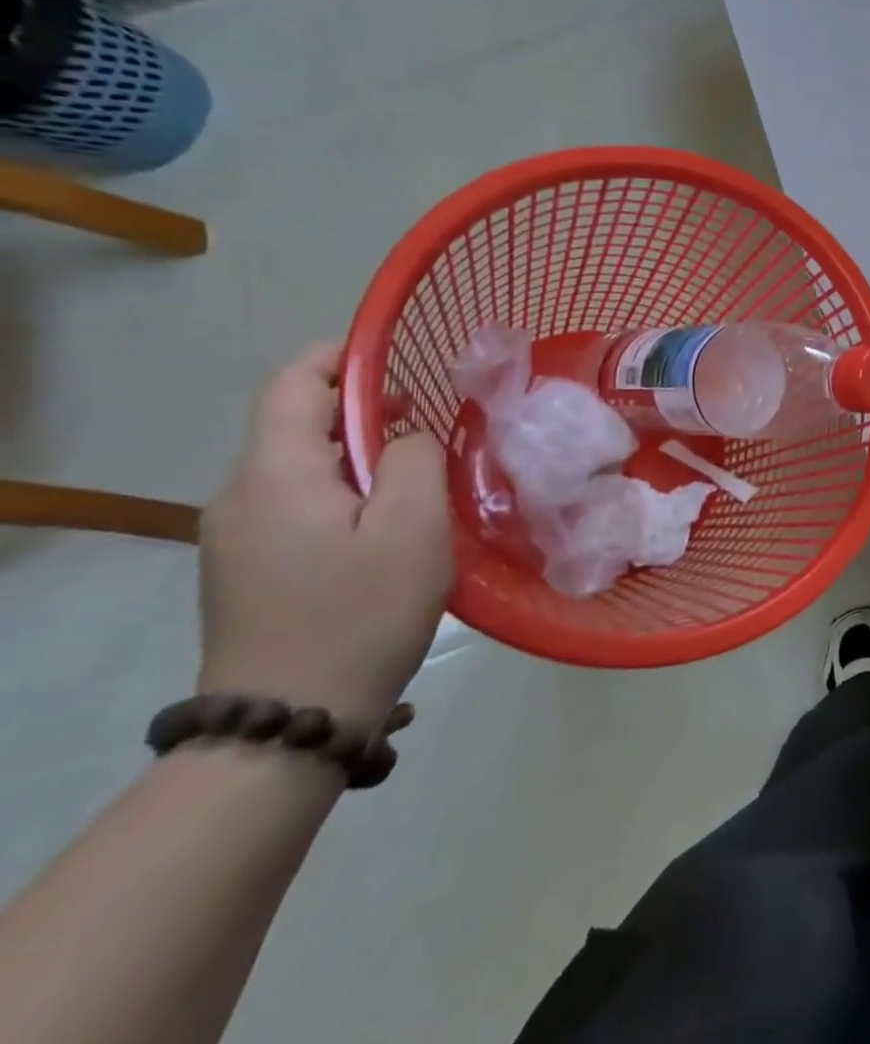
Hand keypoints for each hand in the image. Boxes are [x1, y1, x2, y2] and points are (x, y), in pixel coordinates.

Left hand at [197, 343, 452, 727]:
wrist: (290, 719)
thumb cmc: (362, 611)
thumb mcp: (412, 525)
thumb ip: (412, 458)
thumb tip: (402, 436)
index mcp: (274, 474)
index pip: (294, 383)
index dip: (342, 356)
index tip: (401, 356)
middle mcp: (238, 495)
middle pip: (293, 423)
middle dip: (361, 409)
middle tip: (429, 424)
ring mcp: (235, 536)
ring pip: (297, 466)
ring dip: (355, 455)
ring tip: (417, 478)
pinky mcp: (245, 569)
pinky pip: (293, 503)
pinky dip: (340, 491)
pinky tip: (383, 526)